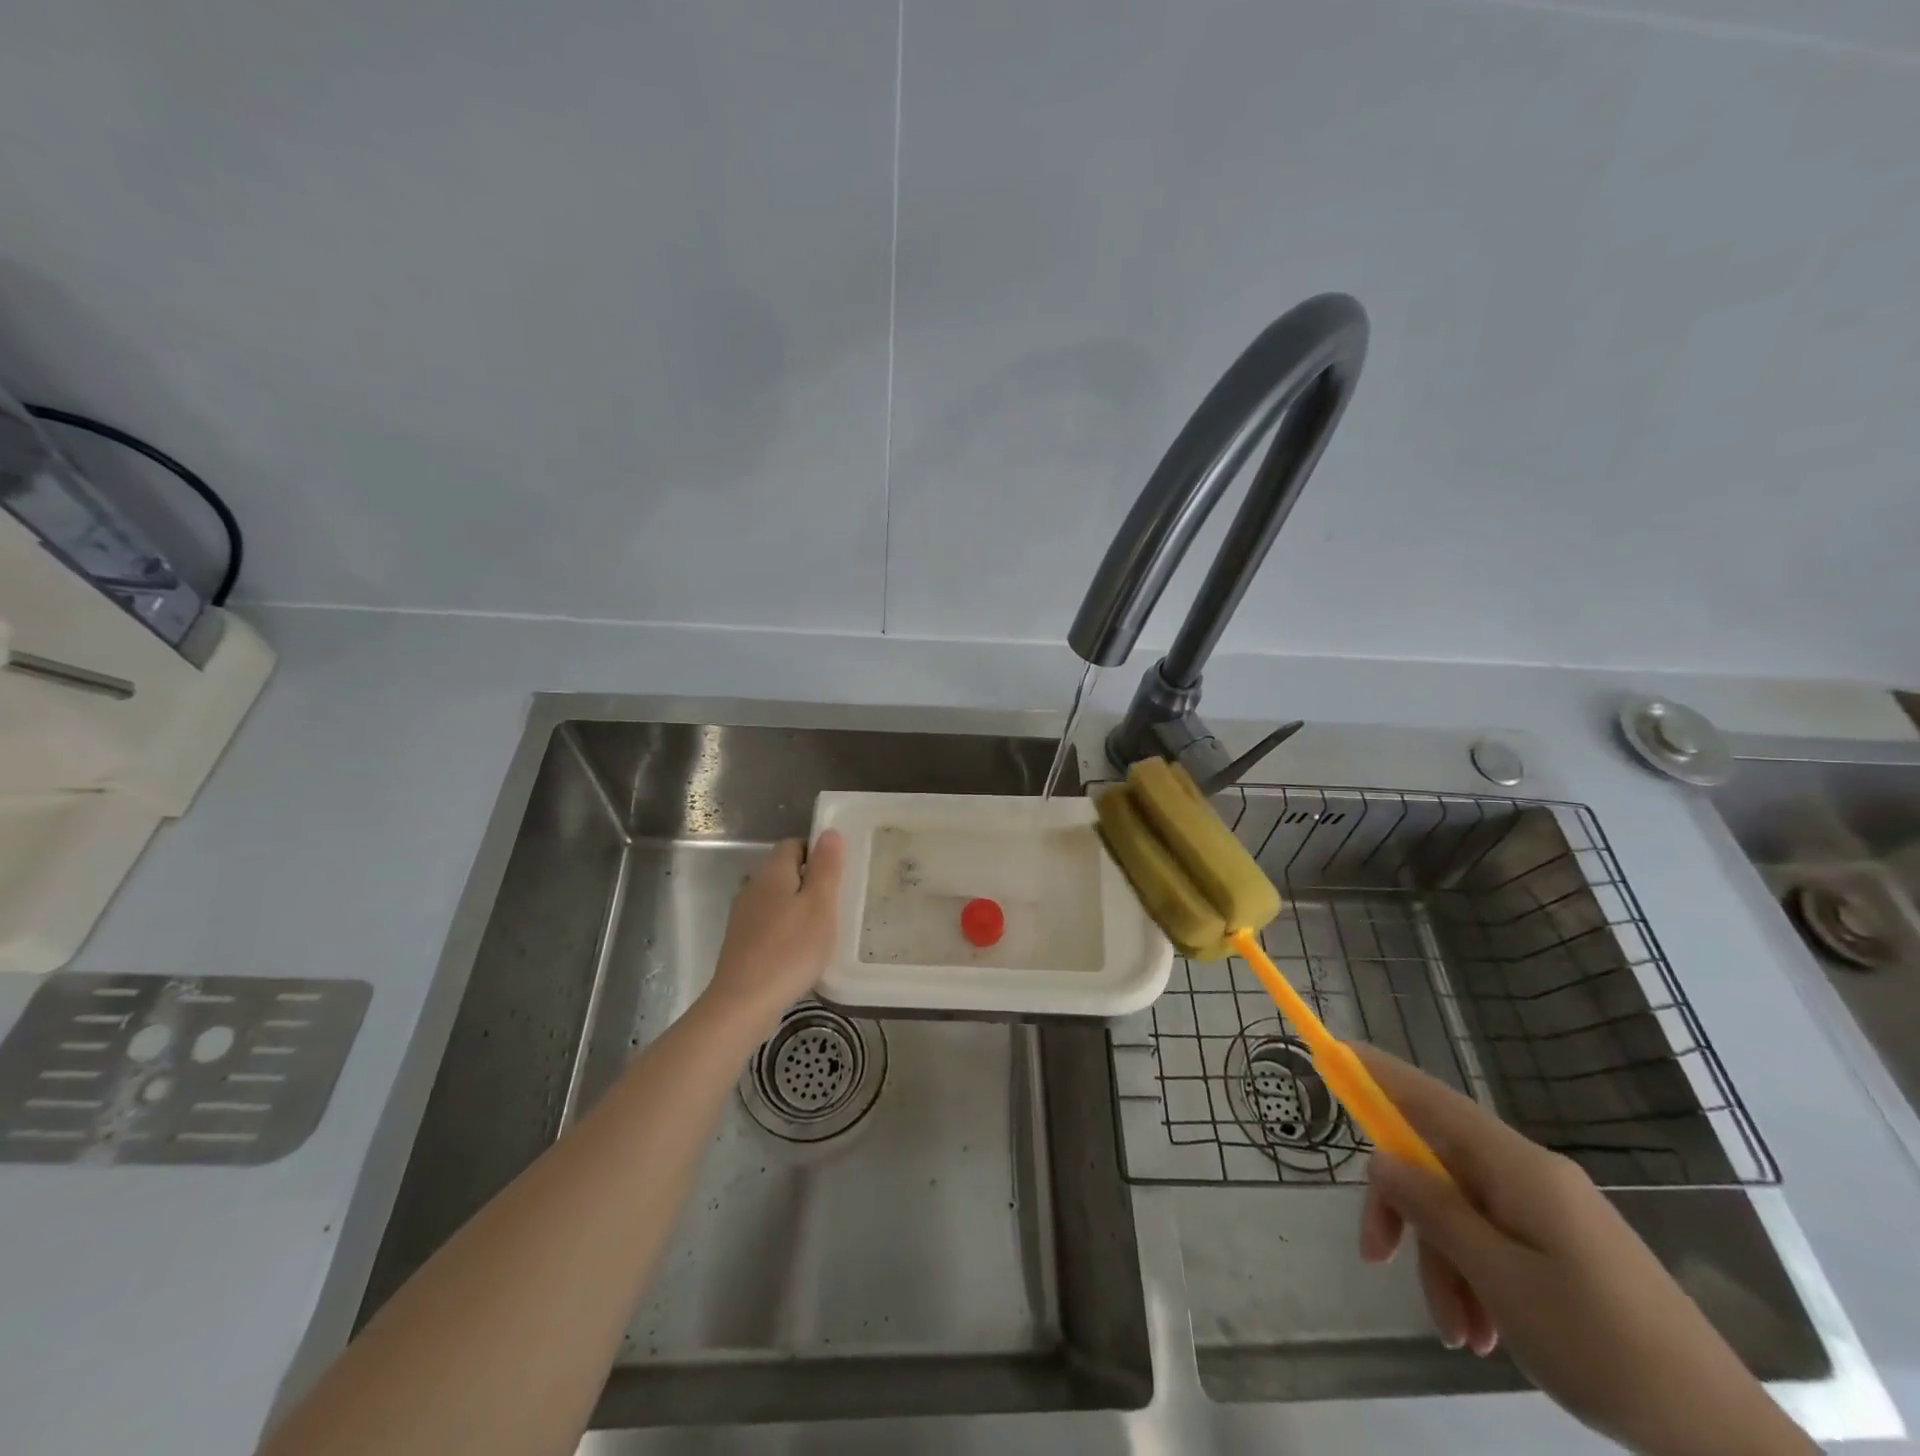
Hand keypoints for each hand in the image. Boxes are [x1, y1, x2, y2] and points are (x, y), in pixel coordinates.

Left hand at [700, 831, 845, 1041]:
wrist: (743, 1003)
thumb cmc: (790, 950)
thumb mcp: (820, 906)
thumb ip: (826, 868)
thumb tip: (829, 832)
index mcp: (772, 873)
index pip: (793, 845)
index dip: (816, 852)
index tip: (837, 874)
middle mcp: (752, 887)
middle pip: (783, 871)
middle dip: (809, 880)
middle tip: (836, 902)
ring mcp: (742, 916)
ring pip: (775, 898)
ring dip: (797, 906)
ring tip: (821, 927)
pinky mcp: (740, 943)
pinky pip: (767, 922)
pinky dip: (785, 928)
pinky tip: (799, 950)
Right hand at [1355, 1044, 1812, 1455]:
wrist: (1722, 1439)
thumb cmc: (1601, 1344)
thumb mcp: (1498, 1278)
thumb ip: (1432, 1209)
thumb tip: (1382, 1158)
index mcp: (1516, 1165)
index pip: (1430, 1098)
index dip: (1378, 1072)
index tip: (1334, 1053)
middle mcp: (1529, 1173)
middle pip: (1437, 1163)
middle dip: (1405, 1211)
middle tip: (1374, 1256)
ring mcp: (1550, 1209)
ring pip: (1462, 1210)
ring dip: (1443, 1263)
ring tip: (1458, 1334)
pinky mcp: (1565, 1245)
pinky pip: (1494, 1239)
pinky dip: (1475, 1277)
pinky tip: (1484, 1332)